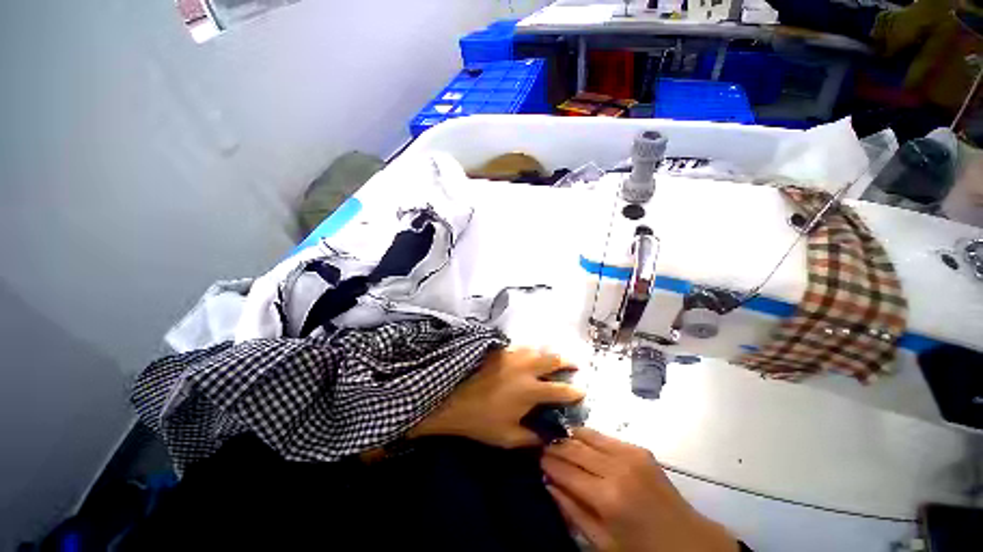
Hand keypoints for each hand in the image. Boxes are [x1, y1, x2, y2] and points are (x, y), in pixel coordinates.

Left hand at [408, 347, 584, 447]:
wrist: (453, 398)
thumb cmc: (481, 420)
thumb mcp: (508, 438)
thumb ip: (532, 438)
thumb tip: (548, 437)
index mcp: (531, 391)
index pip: (561, 390)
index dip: (575, 391)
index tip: (582, 391)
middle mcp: (526, 368)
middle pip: (553, 359)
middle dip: (568, 361)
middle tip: (574, 364)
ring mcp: (513, 355)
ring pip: (538, 349)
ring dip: (549, 353)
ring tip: (553, 358)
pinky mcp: (501, 349)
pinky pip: (522, 346)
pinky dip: (531, 350)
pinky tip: (529, 354)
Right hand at [542, 428, 737, 551]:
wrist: (688, 542)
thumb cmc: (642, 550)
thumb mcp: (603, 543)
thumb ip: (573, 511)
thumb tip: (549, 483)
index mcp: (607, 498)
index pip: (565, 470)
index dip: (548, 462)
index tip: (536, 457)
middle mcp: (616, 469)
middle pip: (574, 448)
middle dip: (555, 447)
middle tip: (544, 448)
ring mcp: (630, 454)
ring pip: (587, 435)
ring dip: (570, 437)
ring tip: (560, 442)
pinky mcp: (639, 449)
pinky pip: (605, 436)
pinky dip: (589, 437)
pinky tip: (583, 443)